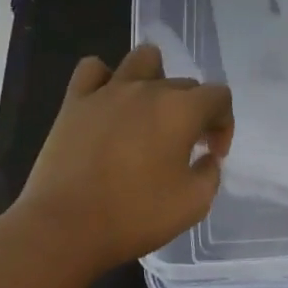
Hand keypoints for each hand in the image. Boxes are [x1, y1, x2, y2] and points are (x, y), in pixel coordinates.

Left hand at [12, 45, 233, 273]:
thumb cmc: (134, 217)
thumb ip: (210, 174)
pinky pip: (92, 69)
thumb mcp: (193, 205)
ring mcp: (109, 91)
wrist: (63, 228)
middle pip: (184, 84)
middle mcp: (149, 89)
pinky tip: (106, 103)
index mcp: (181, 110)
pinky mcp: (75, 101)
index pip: (219, 96)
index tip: (212, 154)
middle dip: (192, 112)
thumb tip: (206, 158)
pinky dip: (104, 79)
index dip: (224, 123)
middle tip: (183, 148)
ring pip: (142, 58)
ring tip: (149, 110)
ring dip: (154, 78)